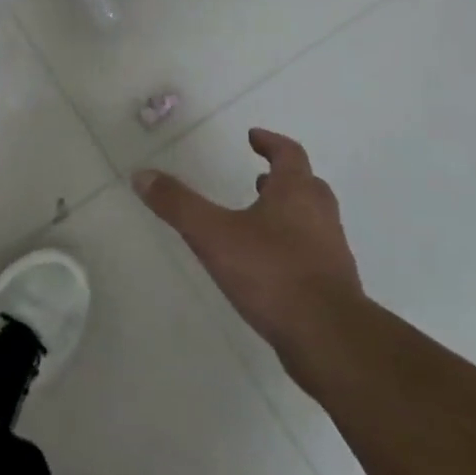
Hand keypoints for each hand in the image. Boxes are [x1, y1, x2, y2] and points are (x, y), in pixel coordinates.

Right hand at [133, 129, 361, 376]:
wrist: (328, 337)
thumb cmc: (272, 273)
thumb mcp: (213, 235)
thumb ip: (178, 204)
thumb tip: (141, 174)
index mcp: (296, 192)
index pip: (289, 154)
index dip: (270, 142)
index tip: (253, 137)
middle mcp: (320, 215)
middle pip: (306, 185)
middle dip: (282, 178)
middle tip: (258, 177)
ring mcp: (331, 251)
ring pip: (312, 219)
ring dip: (288, 212)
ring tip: (258, 219)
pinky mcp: (333, 285)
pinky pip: (312, 252)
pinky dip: (292, 246)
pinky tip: (268, 265)